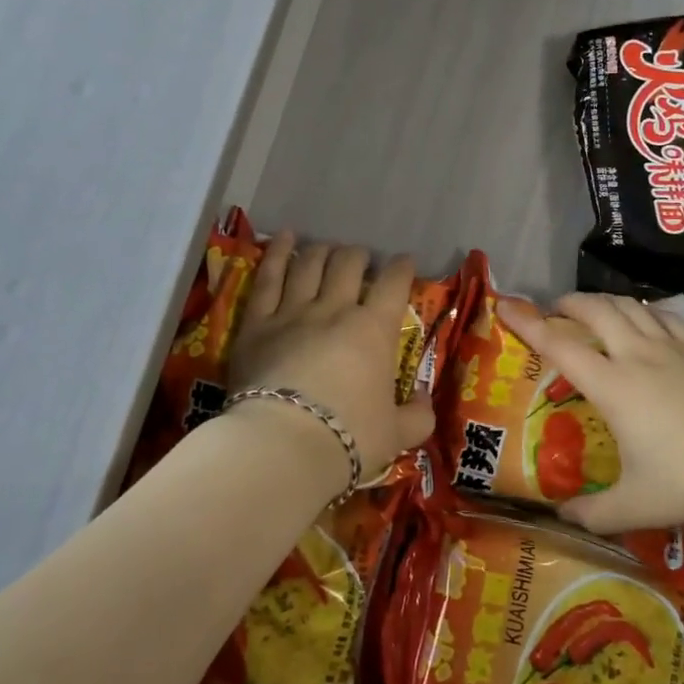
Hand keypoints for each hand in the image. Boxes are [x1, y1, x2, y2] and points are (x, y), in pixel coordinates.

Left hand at [226, 232, 434, 480]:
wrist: (284, 446)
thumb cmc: (348, 438)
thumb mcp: (397, 435)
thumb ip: (417, 416)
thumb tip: (425, 401)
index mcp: (374, 330)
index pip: (394, 284)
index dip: (402, 268)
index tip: (405, 263)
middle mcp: (335, 309)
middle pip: (349, 264)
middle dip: (359, 256)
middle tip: (362, 260)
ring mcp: (293, 311)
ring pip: (310, 264)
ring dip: (322, 251)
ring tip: (326, 248)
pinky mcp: (258, 322)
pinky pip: (268, 278)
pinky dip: (277, 253)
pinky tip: (283, 237)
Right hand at [499, 293, 683, 533]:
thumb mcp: (637, 506)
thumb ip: (593, 514)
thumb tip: (561, 518)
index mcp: (614, 386)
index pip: (561, 346)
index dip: (528, 323)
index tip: (506, 305)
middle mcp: (638, 355)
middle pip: (596, 311)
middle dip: (568, 303)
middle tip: (554, 310)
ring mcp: (673, 348)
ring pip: (631, 306)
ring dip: (604, 301)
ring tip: (593, 309)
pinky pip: (665, 316)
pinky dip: (644, 310)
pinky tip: (645, 320)